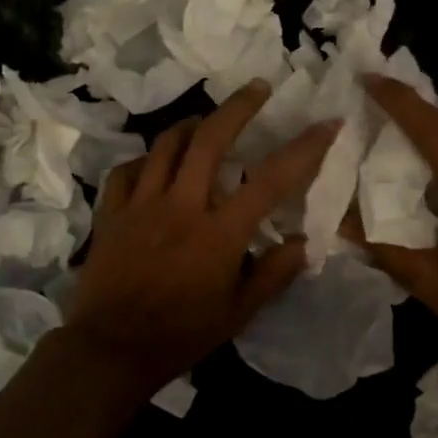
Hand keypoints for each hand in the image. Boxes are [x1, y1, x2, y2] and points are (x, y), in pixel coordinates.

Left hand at [64, 81, 341, 397]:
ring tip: (207, 121)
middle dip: (238, 107)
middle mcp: (181, 205)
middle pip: (210, 138)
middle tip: (257, 87)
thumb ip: (273, 274)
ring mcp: (141, 204)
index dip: (305, 148)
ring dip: (191, 126)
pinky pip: (127, 170)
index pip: (271, 179)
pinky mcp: (111, 212)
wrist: (111, 350)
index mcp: (219, 232)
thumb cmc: (181, 335)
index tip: (327, 124)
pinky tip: (155, 164)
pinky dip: (146, 160)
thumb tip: (304, 243)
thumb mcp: (238, 314)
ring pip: (166, 145)